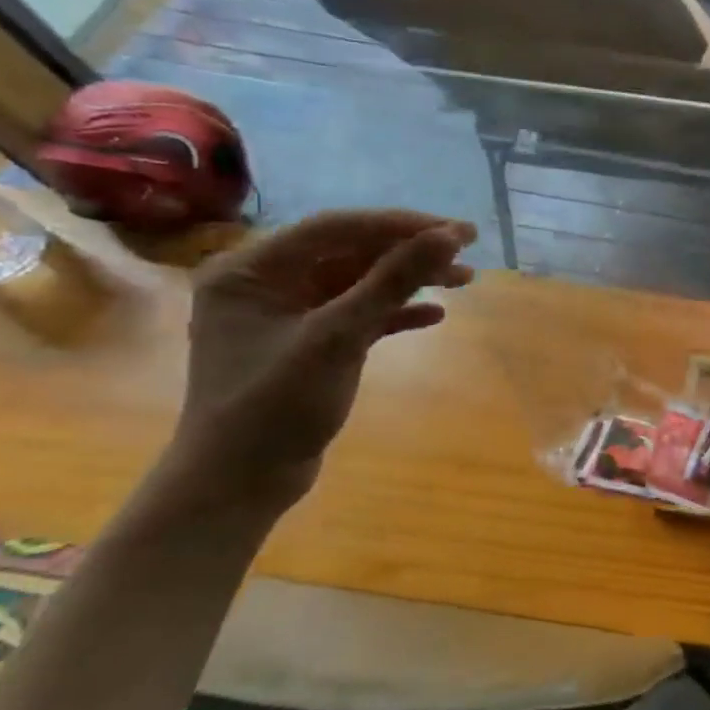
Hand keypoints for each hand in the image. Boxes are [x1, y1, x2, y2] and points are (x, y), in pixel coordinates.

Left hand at [174, 210, 477, 512]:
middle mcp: (266, 283)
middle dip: (411, 251)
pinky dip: (396, 311)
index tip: (456, 231)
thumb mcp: (338, 338)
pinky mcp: (310, 342)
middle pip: (351, 251)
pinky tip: (435, 315)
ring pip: (361, 281)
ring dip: (411, 279)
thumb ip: (392, 281)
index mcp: (251, 270)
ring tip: (465, 280)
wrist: (240, 483)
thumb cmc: (275, 406)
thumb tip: (447, 236)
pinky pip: (360, 313)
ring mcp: (288, 314)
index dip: (400, 226)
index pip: (336, 228)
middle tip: (469, 249)